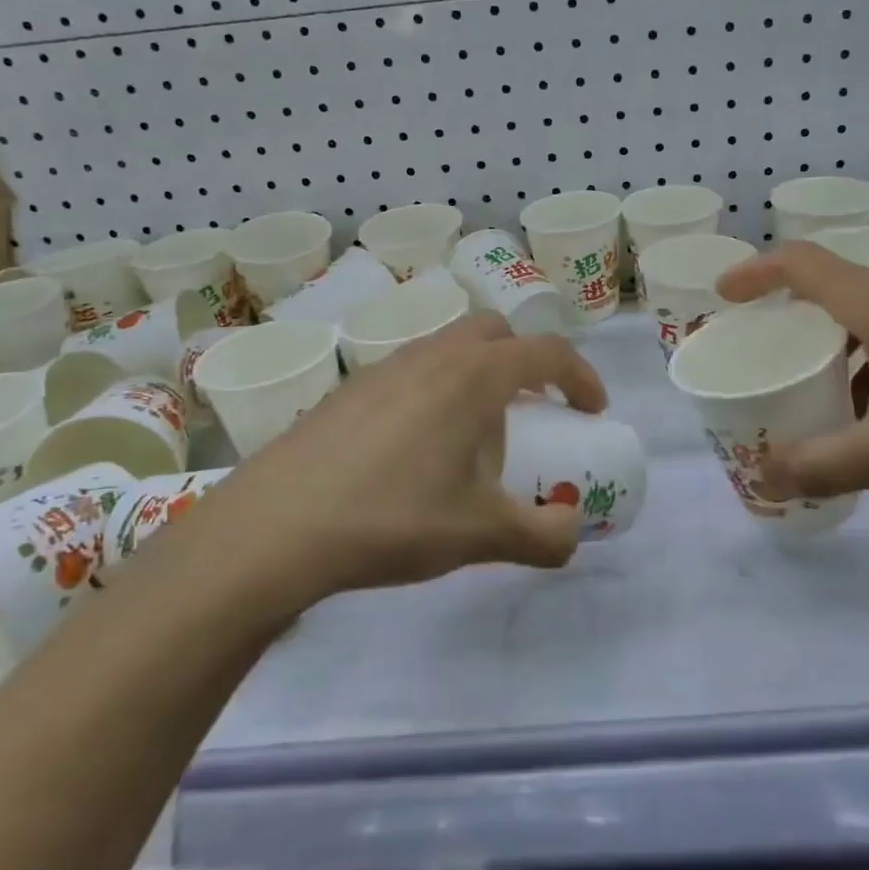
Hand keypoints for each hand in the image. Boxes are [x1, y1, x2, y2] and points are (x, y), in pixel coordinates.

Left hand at [211, 313, 606, 596]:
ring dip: (478, 374)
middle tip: (534, 409)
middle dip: (526, 362)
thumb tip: (572, 534)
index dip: (581, 376)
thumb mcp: (481, 535)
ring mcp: (385, 368)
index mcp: (474, 376)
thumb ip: (543, 536)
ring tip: (474, 435)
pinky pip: (412, 371)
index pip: (547, 352)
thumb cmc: (393, 518)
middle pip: (495, 332)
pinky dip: (436, 390)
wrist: (276, 527)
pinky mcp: (349, 390)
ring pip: (449, 347)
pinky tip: (418, 448)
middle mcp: (432, 356)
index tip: (592, 412)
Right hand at [714, 243, 868, 497]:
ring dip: (827, 342)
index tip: (722, 298)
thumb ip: (823, 465)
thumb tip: (764, 480)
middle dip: (783, 312)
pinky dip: (864, 363)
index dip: (754, 273)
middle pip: (828, 286)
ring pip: (864, 315)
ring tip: (808, 387)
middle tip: (757, 350)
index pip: (800, 263)